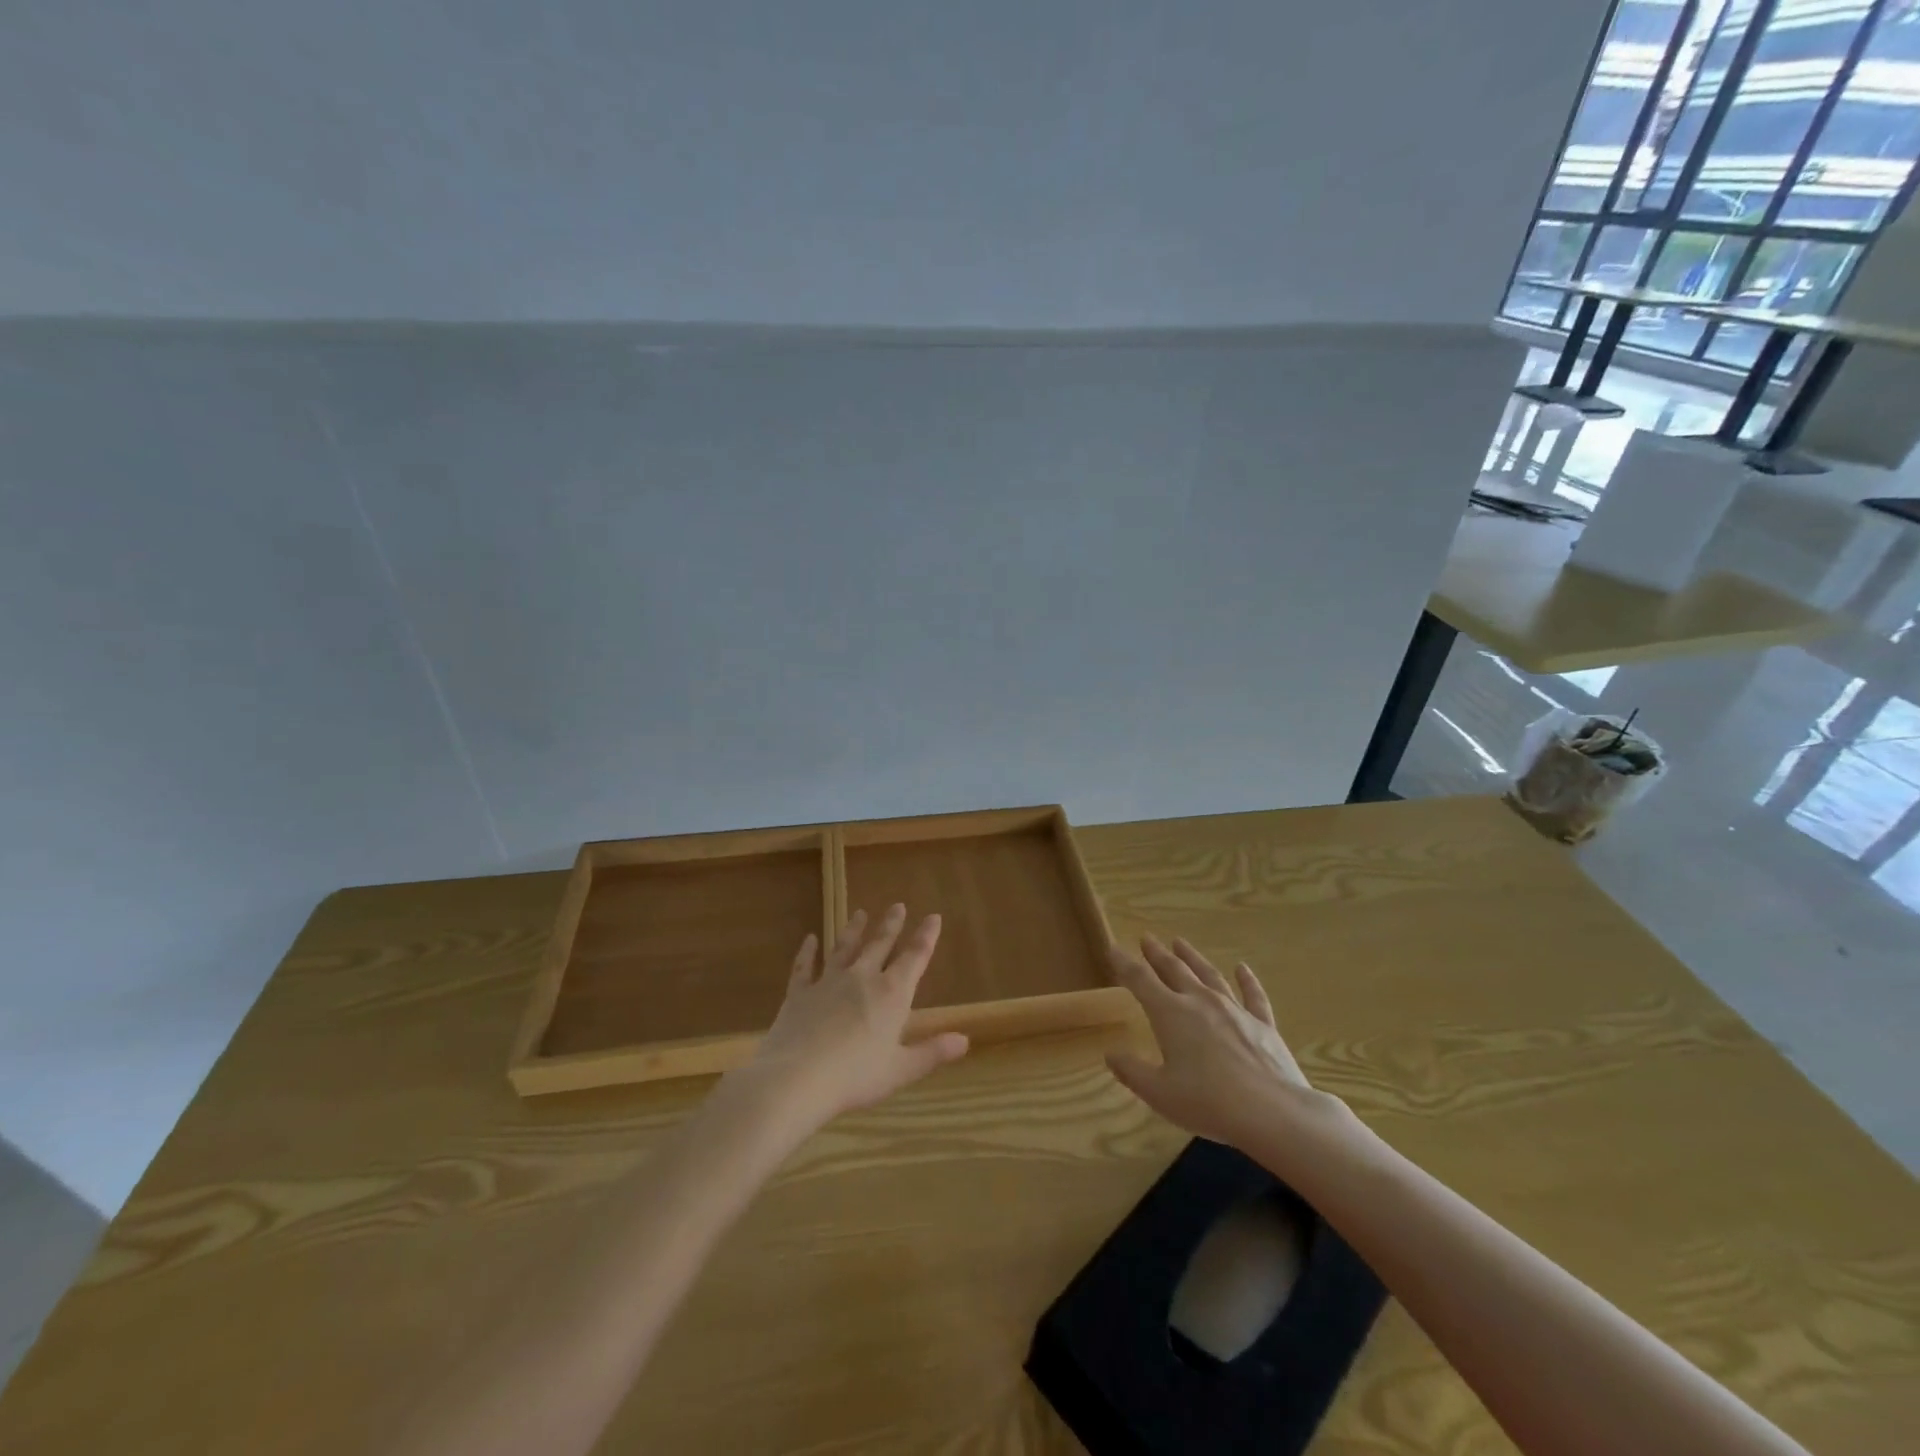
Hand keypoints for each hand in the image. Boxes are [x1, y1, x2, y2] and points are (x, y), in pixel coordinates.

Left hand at [735, 904, 969, 1133]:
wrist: (796, 1078)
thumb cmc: (855, 1076)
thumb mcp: (901, 1070)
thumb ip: (932, 1052)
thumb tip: (964, 1040)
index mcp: (891, 994)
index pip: (915, 957)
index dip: (926, 936)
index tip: (933, 916)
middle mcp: (862, 978)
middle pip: (879, 945)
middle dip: (891, 925)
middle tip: (897, 905)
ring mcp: (828, 982)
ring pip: (844, 948)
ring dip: (853, 930)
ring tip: (860, 912)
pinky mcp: (799, 993)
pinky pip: (804, 966)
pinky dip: (807, 952)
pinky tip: (809, 939)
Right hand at [1106, 936, 1346, 1153]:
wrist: (1273, 1112)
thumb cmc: (1209, 1103)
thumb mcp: (1159, 1093)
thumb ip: (1132, 1071)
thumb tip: (1110, 1054)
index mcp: (1171, 1014)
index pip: (1140, 980)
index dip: (1124, 963)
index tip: (1113, 948)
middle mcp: (1200, 1002)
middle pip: (1174, 969)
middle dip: (1157, 954)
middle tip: (1146, 938)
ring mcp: (1234, 1010)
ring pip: (1208, 974)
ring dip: (1192, 957)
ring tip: (1180, 942)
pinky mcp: (1263, 1024)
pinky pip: (1253, 996)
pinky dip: (1247, 980)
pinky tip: (1242, 968)